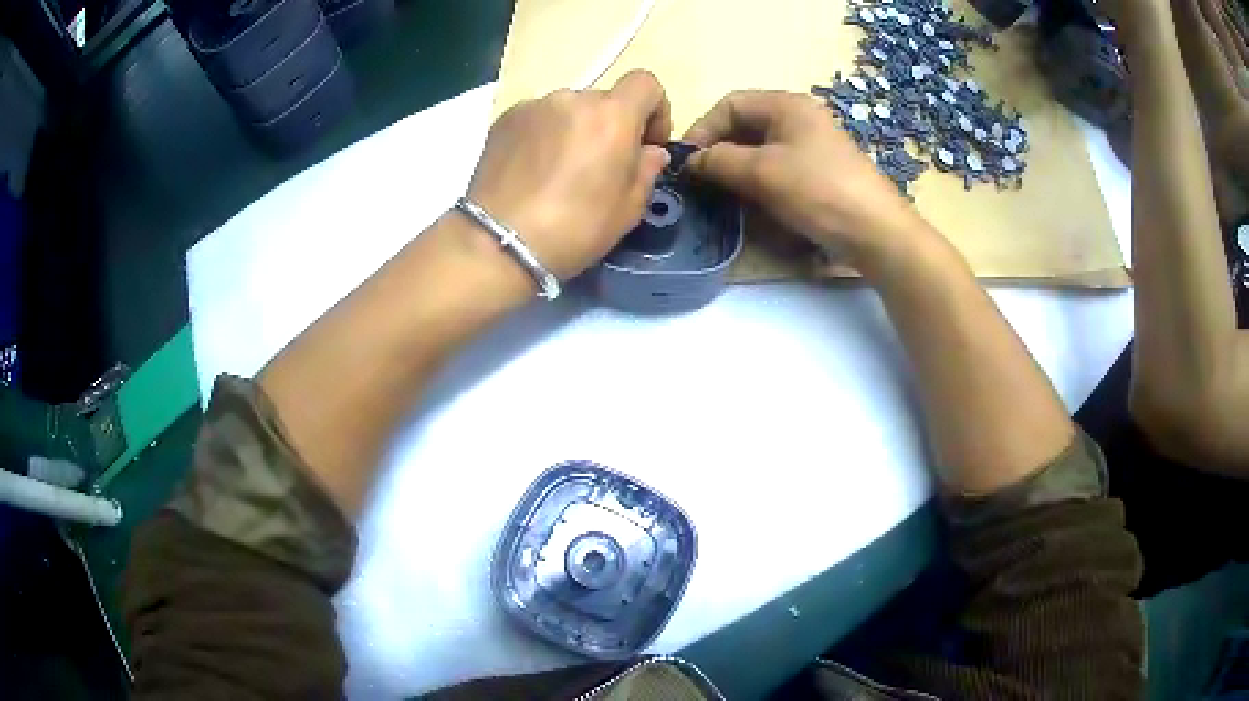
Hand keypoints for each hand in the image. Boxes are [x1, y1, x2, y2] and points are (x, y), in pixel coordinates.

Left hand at [466, 70, 673, 280]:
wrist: (500, 242)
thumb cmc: (574, 228)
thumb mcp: (629, 209)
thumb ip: (647, 170)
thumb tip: (649, 152)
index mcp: (612, 115)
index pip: (646, 83)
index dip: (655, 109)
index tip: (648, 143)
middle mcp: (572, 98)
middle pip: (604, 100)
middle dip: (610, 126)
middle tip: (600, 166)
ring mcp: (534, 106)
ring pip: (568, 110)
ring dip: (574, 130)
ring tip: (561, 171)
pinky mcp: (504, 119)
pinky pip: (538, 119)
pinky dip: (544, 135)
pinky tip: (533, 170)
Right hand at [683, 91, 929, 269]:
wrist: (876, 232)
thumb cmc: (818, 191)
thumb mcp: (762, 172)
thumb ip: (718, 160)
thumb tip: (691, 161)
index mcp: (787, 104)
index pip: (730, 104)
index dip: (703, 128)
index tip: (686, 162)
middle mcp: (800, 117)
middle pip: (746, 125)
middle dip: (720, 151)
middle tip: (702, 182)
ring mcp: (813, 145)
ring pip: (761, 149)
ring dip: (738, 169)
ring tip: (723, 195)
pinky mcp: (821, 172)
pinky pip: (779, 168)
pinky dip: (760, 181)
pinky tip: (754, 203)